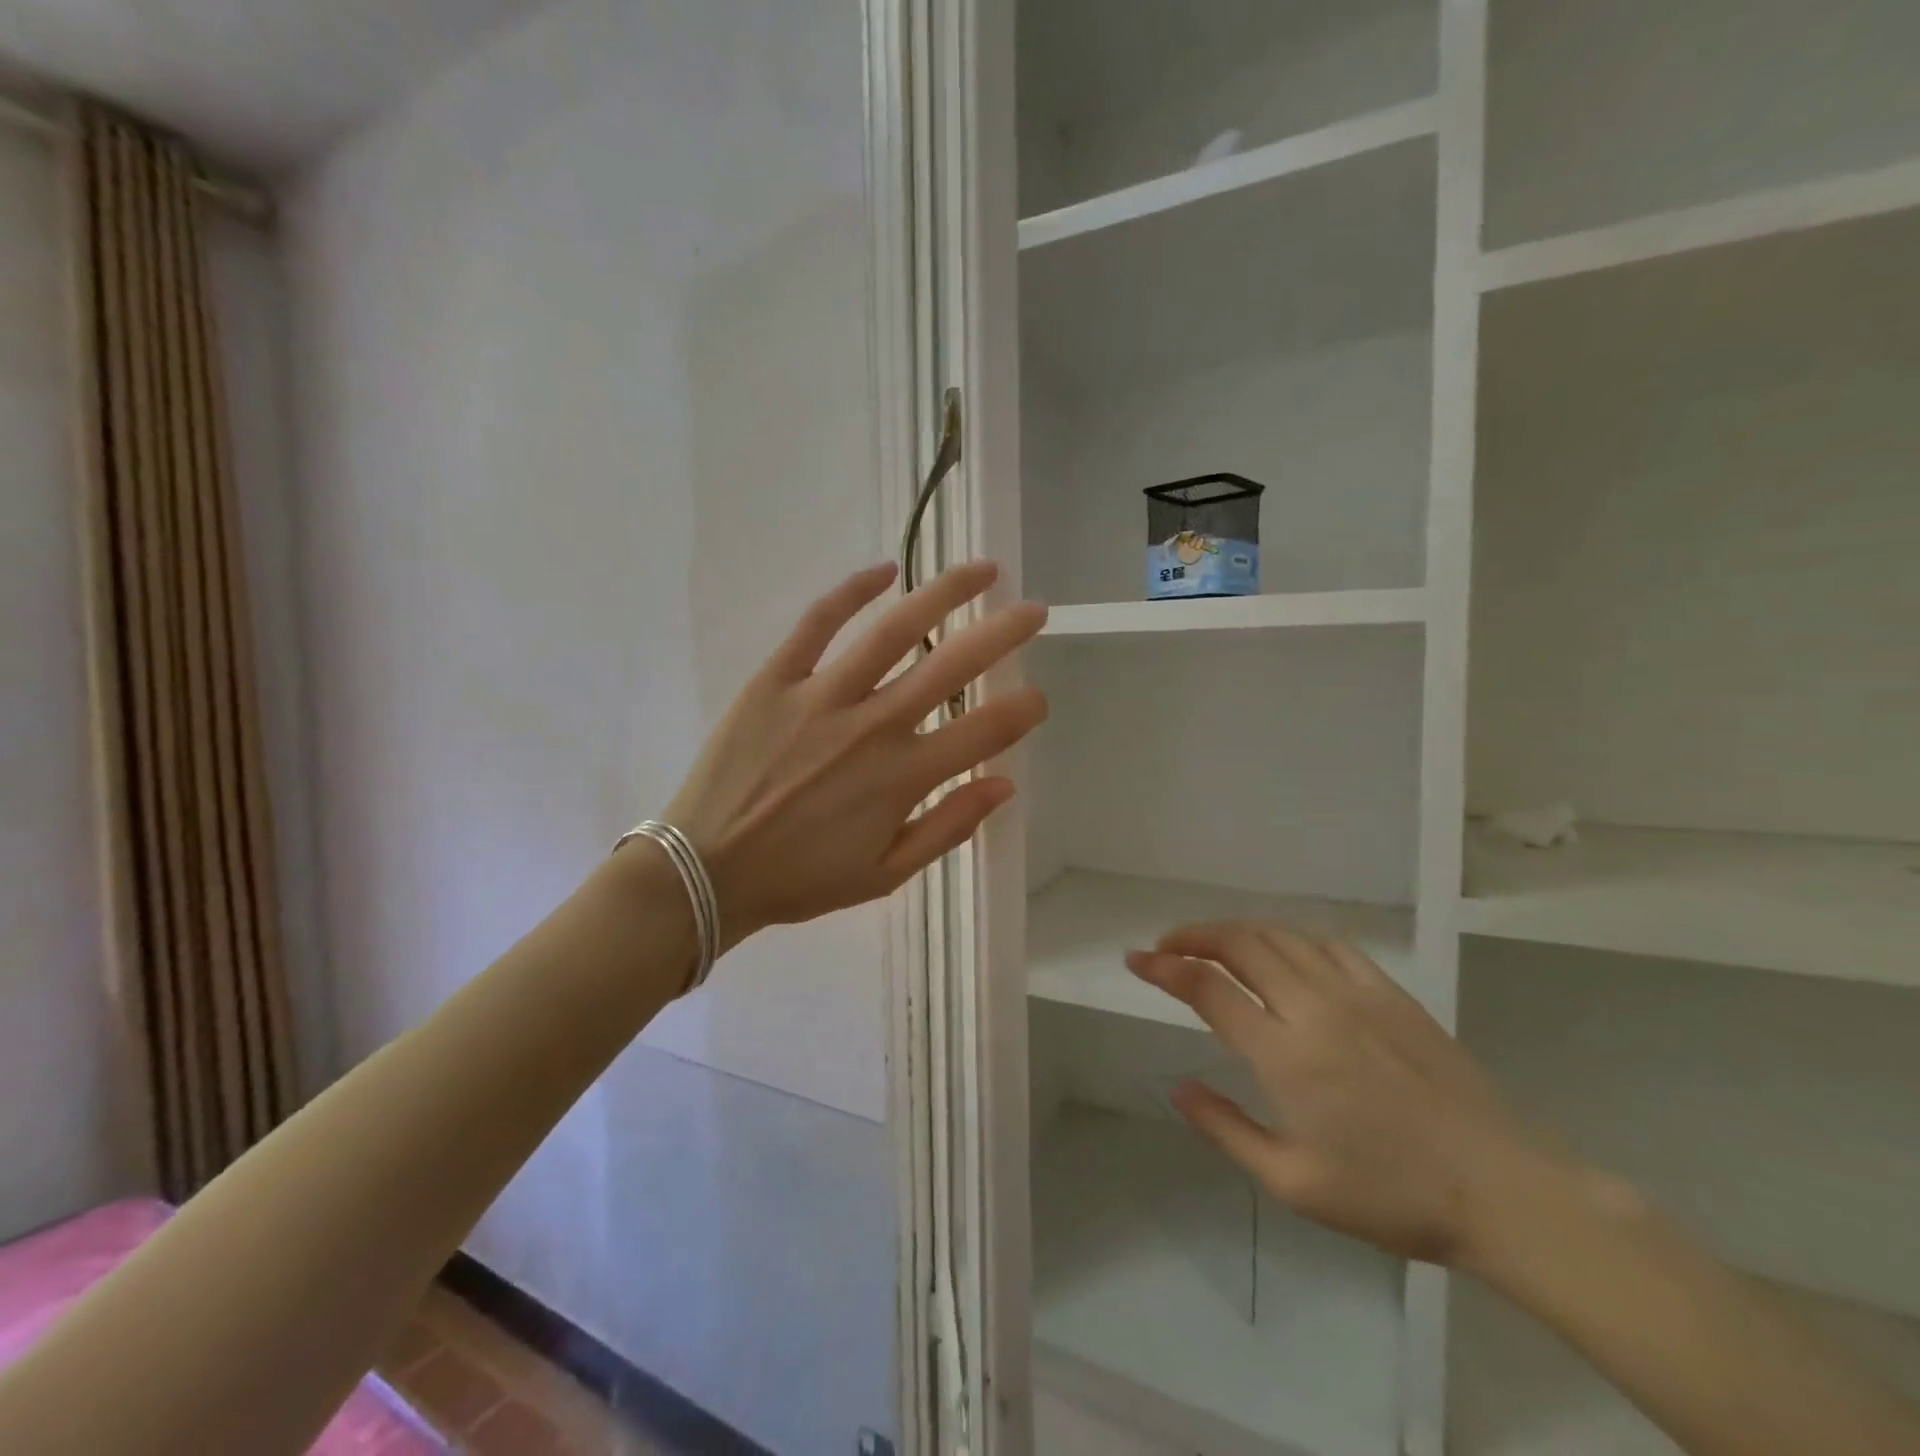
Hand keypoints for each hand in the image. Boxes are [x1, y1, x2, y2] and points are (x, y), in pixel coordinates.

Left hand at [666, 560, 1046, 949]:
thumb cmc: (801, 879)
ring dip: (945, 593)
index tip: (1037, 697)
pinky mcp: (776, 679)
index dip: (1022, 709)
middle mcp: (872, 726)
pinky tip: (886, 570)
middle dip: (1003, 633)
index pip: (984, 730)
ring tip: (981, 570)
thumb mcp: (885, 875)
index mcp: (903, 777)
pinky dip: (852, 591)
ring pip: (895, 630)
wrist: (707, 871)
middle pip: (953, 665)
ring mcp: (822, 696)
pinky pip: (817, 623)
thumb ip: (949, 828)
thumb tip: (1005, 785)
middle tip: (1034, 610)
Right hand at [1127, 924, 1554, 1268]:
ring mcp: (1356, 993)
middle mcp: (1313, 1007)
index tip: (1135, 959)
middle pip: (1239, 943)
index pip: (1207, 988)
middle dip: (1192, 935)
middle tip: (1166, 945)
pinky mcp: (1390, 992)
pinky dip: (1290, 936)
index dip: (1164, 967)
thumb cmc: (1392, 1196)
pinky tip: (1282, 950)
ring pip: (1280, 935)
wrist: (1503, 1190)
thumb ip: (1226, 1129)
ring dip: (1236, 930)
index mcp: (1284, 1054)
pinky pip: (1328, 944)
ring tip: (1212, 943)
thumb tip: (1178, 1087)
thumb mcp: (1293, 1183)